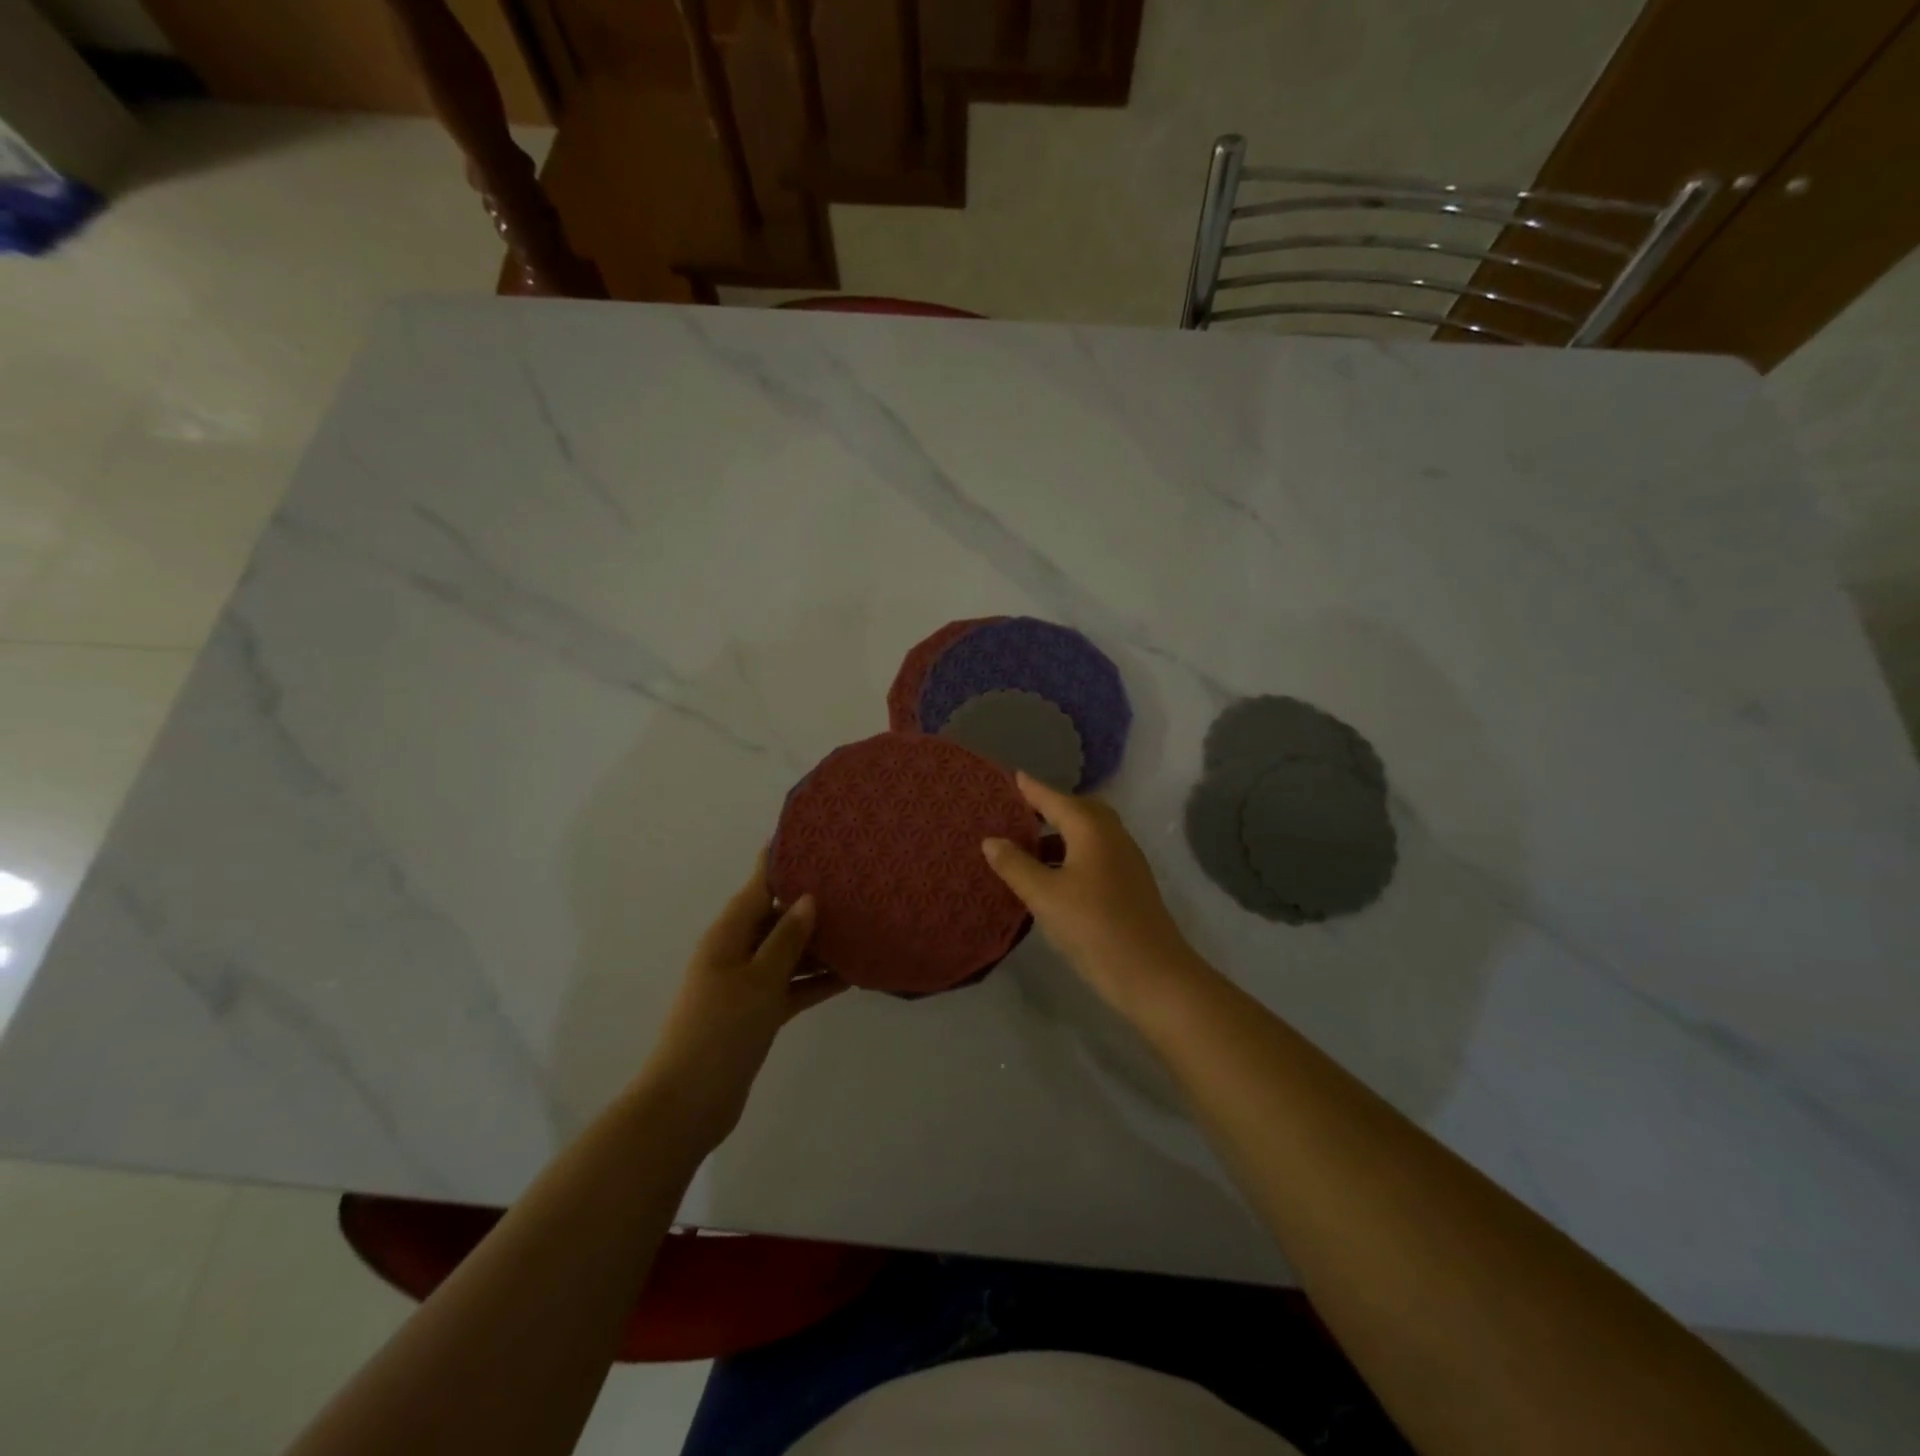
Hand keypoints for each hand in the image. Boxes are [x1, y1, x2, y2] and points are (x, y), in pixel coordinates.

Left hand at [638, 852, 846, 1149]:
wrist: (688, 1103)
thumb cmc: (721, 1030)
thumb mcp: (759, 979)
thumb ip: (786, 939)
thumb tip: (808, 899)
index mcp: (728, 934)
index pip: (758, 886)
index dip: (782, 862)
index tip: (812, 839)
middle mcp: (736, 952)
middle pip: (777, 918)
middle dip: (811, 904)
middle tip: (854, 886)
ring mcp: (747, 984)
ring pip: (788, 952)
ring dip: (819, 945)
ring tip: (862, 926)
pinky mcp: (758, 1012)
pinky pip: (792, 985)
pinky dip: (816, 980)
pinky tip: (852, 975)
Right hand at [981, 773, 1202, 1014]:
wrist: (1152, 973)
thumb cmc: (1093, 927)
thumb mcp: (1044, 896)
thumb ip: (1015, 865)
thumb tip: (991, 840)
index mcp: (1091, 829)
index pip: (1053, 798)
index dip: (1030, 789)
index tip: (1008, 777)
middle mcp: (1111, 835)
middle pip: (1076, 810)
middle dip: (1047, 808)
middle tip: (1015, 814)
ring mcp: (1125, 859)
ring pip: (1087, 834)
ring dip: (1058, 835)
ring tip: (1025, 848)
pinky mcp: (1129, 883)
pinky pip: (1094, 854)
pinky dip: (1071, 855)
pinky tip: (1051, 878)